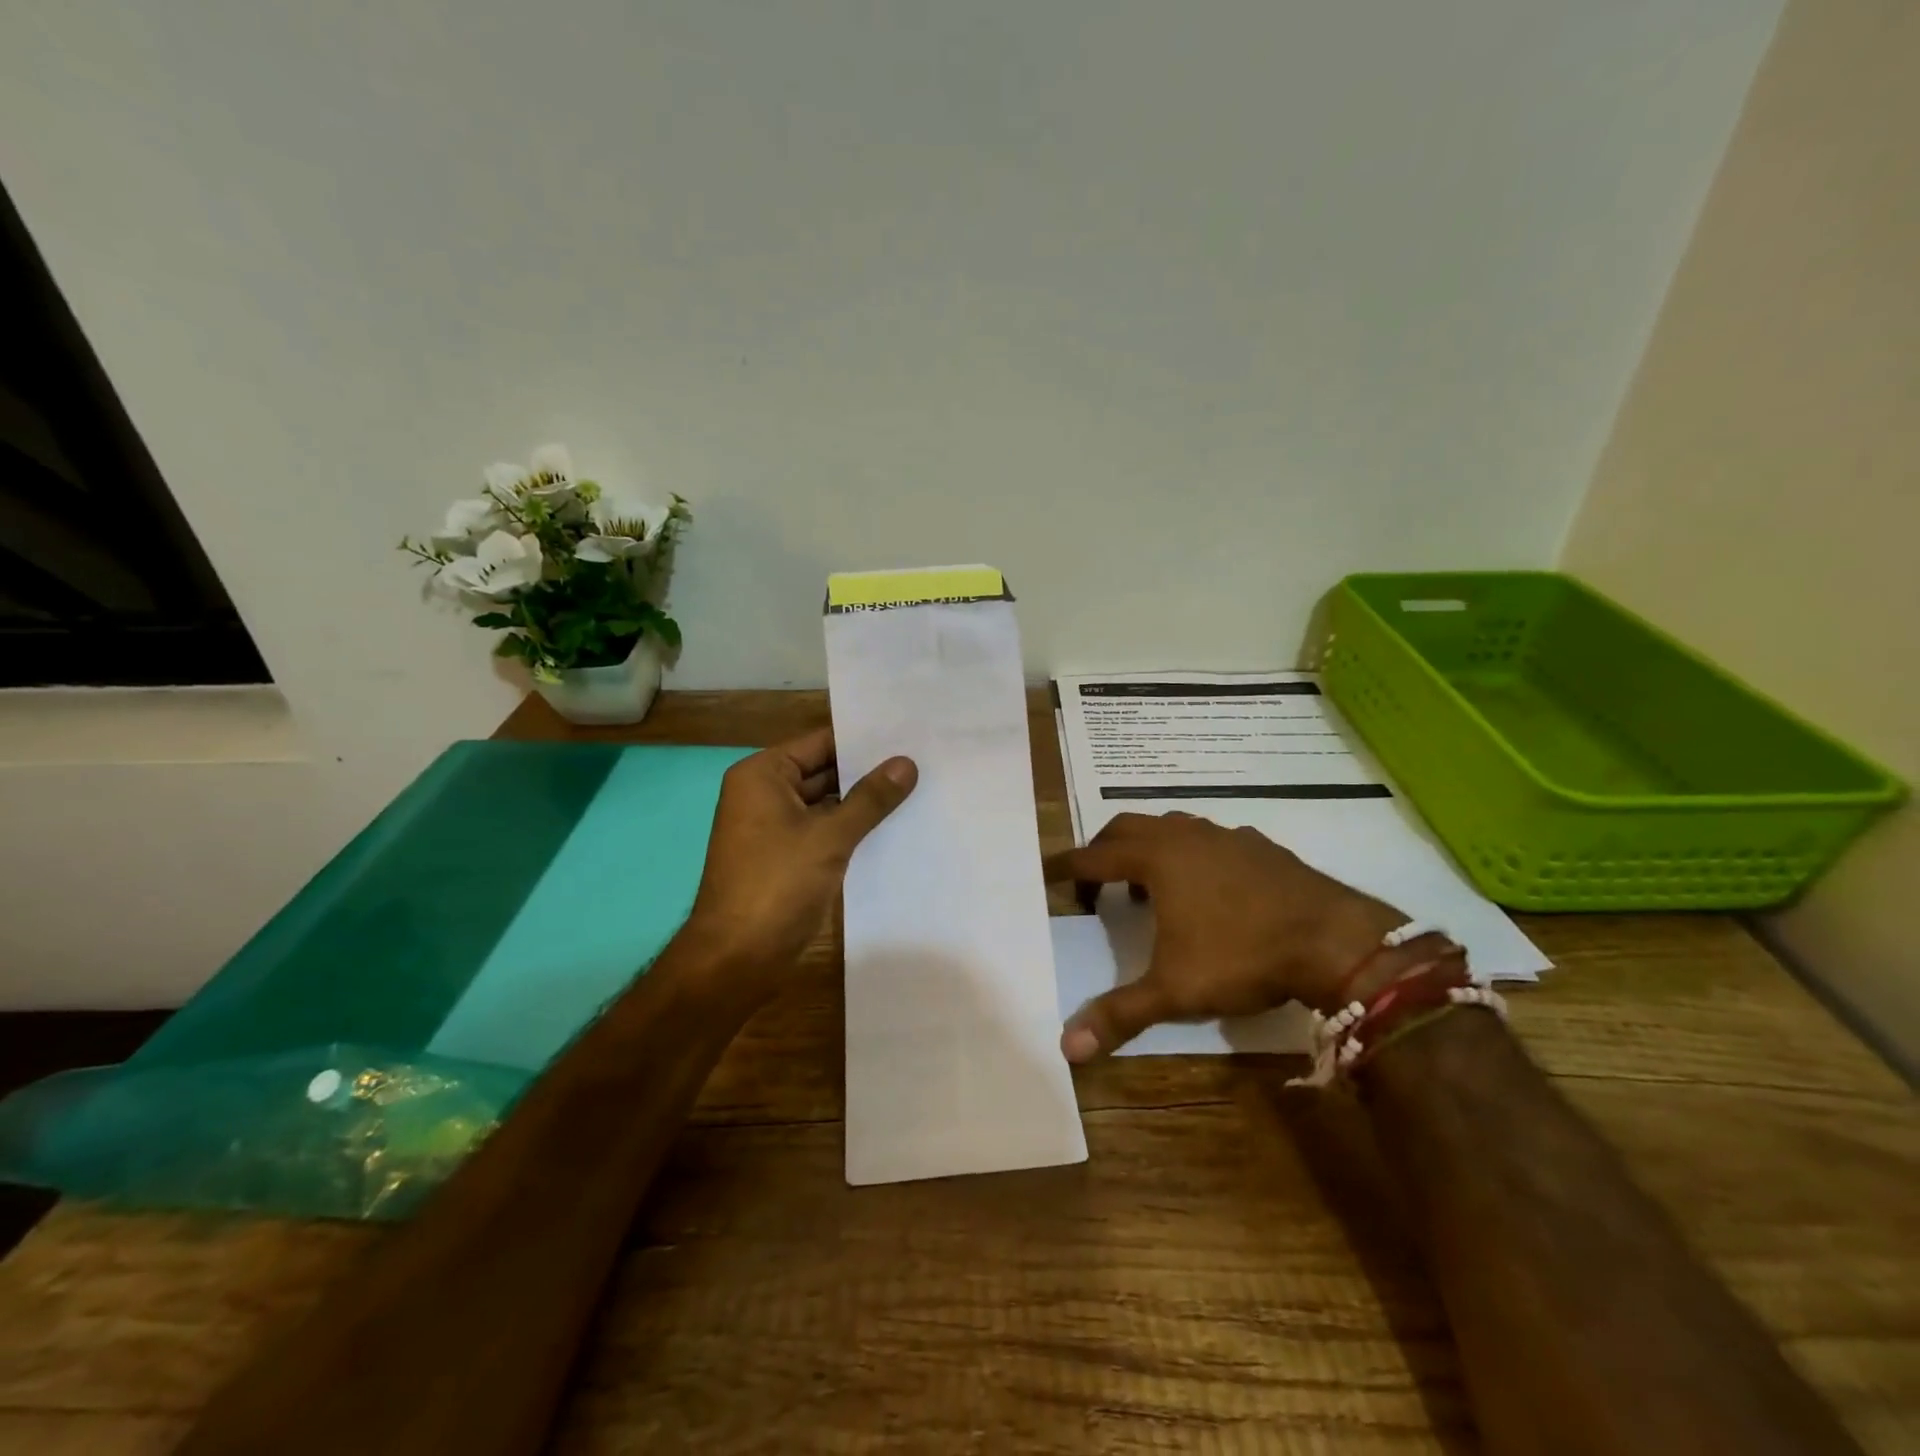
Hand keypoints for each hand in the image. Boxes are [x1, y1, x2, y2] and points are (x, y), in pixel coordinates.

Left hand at [682, 727, 916, 992]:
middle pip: (824, 771)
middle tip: (922, 761)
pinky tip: (894, 826)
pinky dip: (852, 828)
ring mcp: (775, 828)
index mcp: (762, 775)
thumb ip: (870, 798)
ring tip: (918, 788)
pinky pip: (824, 831)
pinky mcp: (787, 857)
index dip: (863, 740)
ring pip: (827, 804)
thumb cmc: (776, 885)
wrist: (737, 959)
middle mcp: (764, 794)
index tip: (907, 735)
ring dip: (863, 802)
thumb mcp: (829, 836)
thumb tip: (906, 763)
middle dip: (868, 771)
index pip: (820, 742)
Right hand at [1042, 812, 1406, 1061]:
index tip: (1047, 873)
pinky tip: (1207, 885)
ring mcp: (1226, 836)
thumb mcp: (1175, 991)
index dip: (1067, 867)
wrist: (1335, 940)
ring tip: (1148, 885)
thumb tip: (1067, 1048)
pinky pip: (1211, 838)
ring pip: (1172, 827)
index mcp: (1157, 860)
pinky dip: (1192, 854)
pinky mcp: (1260, 845)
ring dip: (1149, 848)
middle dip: (1103, 849)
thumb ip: (1120, 1015)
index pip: (1094, 856)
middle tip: (1093, 879)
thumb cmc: (1243, 957)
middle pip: (1127, 827)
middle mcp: (1185, 837)